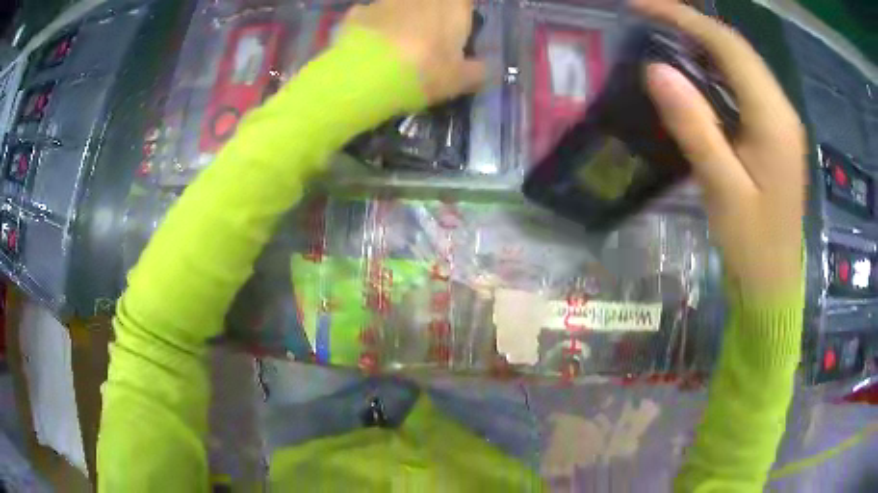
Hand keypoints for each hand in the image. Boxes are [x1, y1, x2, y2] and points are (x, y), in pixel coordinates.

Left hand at [344, 0, 485, 103]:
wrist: (366, 74)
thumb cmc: (424, 71)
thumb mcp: (460, 80)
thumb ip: (477, 72)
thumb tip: (483, 69)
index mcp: (452, 5)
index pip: (463, 3)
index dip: (460, 16)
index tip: (456, 35)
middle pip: (430, 4)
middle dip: (429, 18)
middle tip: (427, 43)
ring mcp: (386, 0)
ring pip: (399, 7)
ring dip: (400, 20)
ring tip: (395, 48)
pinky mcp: (357, 12)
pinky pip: (370, 16)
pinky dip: (372, 28)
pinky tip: (368, 49)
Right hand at [634, 0, 806, 299]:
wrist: (773, 284)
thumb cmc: (752, 246)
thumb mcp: (723, 190)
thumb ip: (695, 127)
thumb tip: (655, 70)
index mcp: (773, 119)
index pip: (728, 47)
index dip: (684, 17)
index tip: (640, 5)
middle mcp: (780, 109)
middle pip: (735, 48)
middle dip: (690, 22)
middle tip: (644, 13)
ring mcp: (778, 120)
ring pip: (739, 63)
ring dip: (701, 41)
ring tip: (660, 31)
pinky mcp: (771, 132)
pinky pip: (742, 85)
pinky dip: (713, 67)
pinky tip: (690, 69)